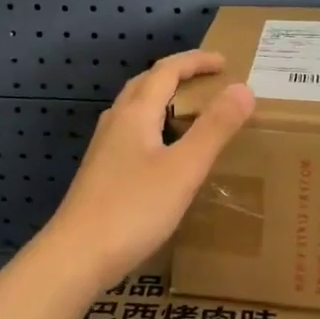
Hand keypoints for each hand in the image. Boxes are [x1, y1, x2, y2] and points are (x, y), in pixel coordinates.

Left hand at [43, 51, 255, 289]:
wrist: (76, 256)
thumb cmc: (133, 209)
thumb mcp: (184, 169)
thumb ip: (214, 128)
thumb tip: (243, 88)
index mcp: (134, 114)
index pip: (166, 70)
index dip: (196, 61)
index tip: (226, 63)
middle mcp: (115, 123)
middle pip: (145, 84)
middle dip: (178, 75)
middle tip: (209, 82)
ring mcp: (104, 149)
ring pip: (135, 110)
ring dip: (163, 100)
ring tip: (190, 112)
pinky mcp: (100, 173)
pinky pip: (131, 134)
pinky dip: (154, 126)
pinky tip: (164, 153)